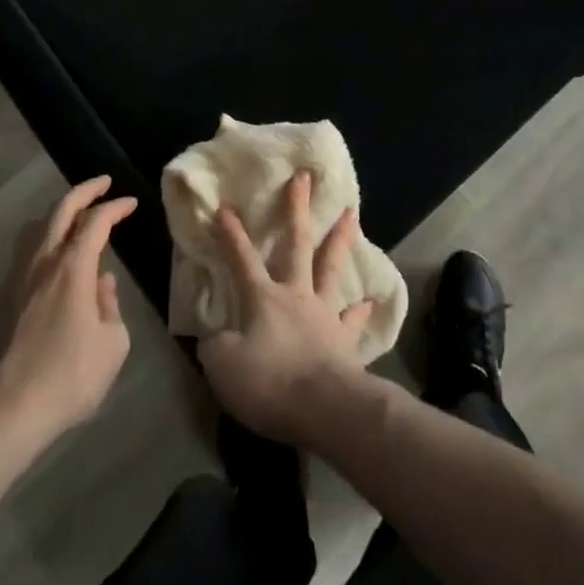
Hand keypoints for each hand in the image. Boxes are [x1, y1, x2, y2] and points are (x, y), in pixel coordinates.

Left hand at [0, 176, 136, 443]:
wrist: (6, 412)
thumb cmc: (68, 377)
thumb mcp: (112, 344)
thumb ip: (110, 306)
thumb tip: (101, 284)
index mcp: (72, 267)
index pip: (97, 221)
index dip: (115, 207)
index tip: (131, 202)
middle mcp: (42, 261)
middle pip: (61, 209)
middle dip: (84, 191)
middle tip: (103, 183)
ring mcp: (17, 277)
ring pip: (37, 227)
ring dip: (59, 213)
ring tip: (75, 216)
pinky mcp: (2, 297)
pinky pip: (26, 250)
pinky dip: (44, 238)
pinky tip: (53, 256)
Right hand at [196, 170, 375, 445]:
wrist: (325, 408)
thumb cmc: (270, 383)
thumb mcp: (223, 368)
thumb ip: (215, 347)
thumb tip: (213, 337)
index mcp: (263, 299)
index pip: (242, 259)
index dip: (231, 234)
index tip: (225, 206)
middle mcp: (296, 295)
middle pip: (296, 244)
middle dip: (297, 208)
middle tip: (304, 176)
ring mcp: (324, 314)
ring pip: (332, 267)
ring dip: (341, 238)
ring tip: (352, 212)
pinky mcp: (345, 341)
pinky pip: (353, 320)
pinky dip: (361, 310)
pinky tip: (370, 301)